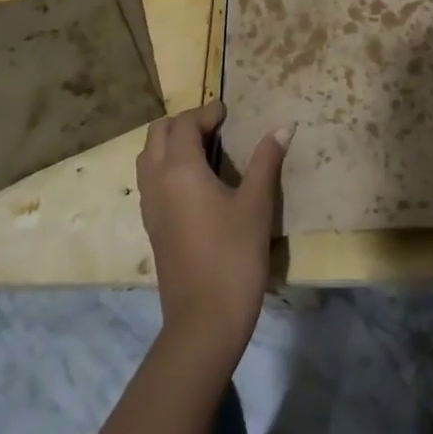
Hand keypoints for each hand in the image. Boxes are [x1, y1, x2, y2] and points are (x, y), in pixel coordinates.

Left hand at [136, 100, 292, 360]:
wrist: (204, 322)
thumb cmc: (233, 256)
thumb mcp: (256, 204)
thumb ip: (267, 161)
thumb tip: (284, 126)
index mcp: (180, 170)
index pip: (185, 124)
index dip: (206, 112)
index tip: (228, 111)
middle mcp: (157, 182)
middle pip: (158, 135)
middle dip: (184, 123)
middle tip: (215, 127)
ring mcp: (150, 207)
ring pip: (148, 158)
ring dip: (171, 144)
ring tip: (204, 150)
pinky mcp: (153, 228)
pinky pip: (151, 181)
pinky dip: (166, 167)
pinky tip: (195, 183)